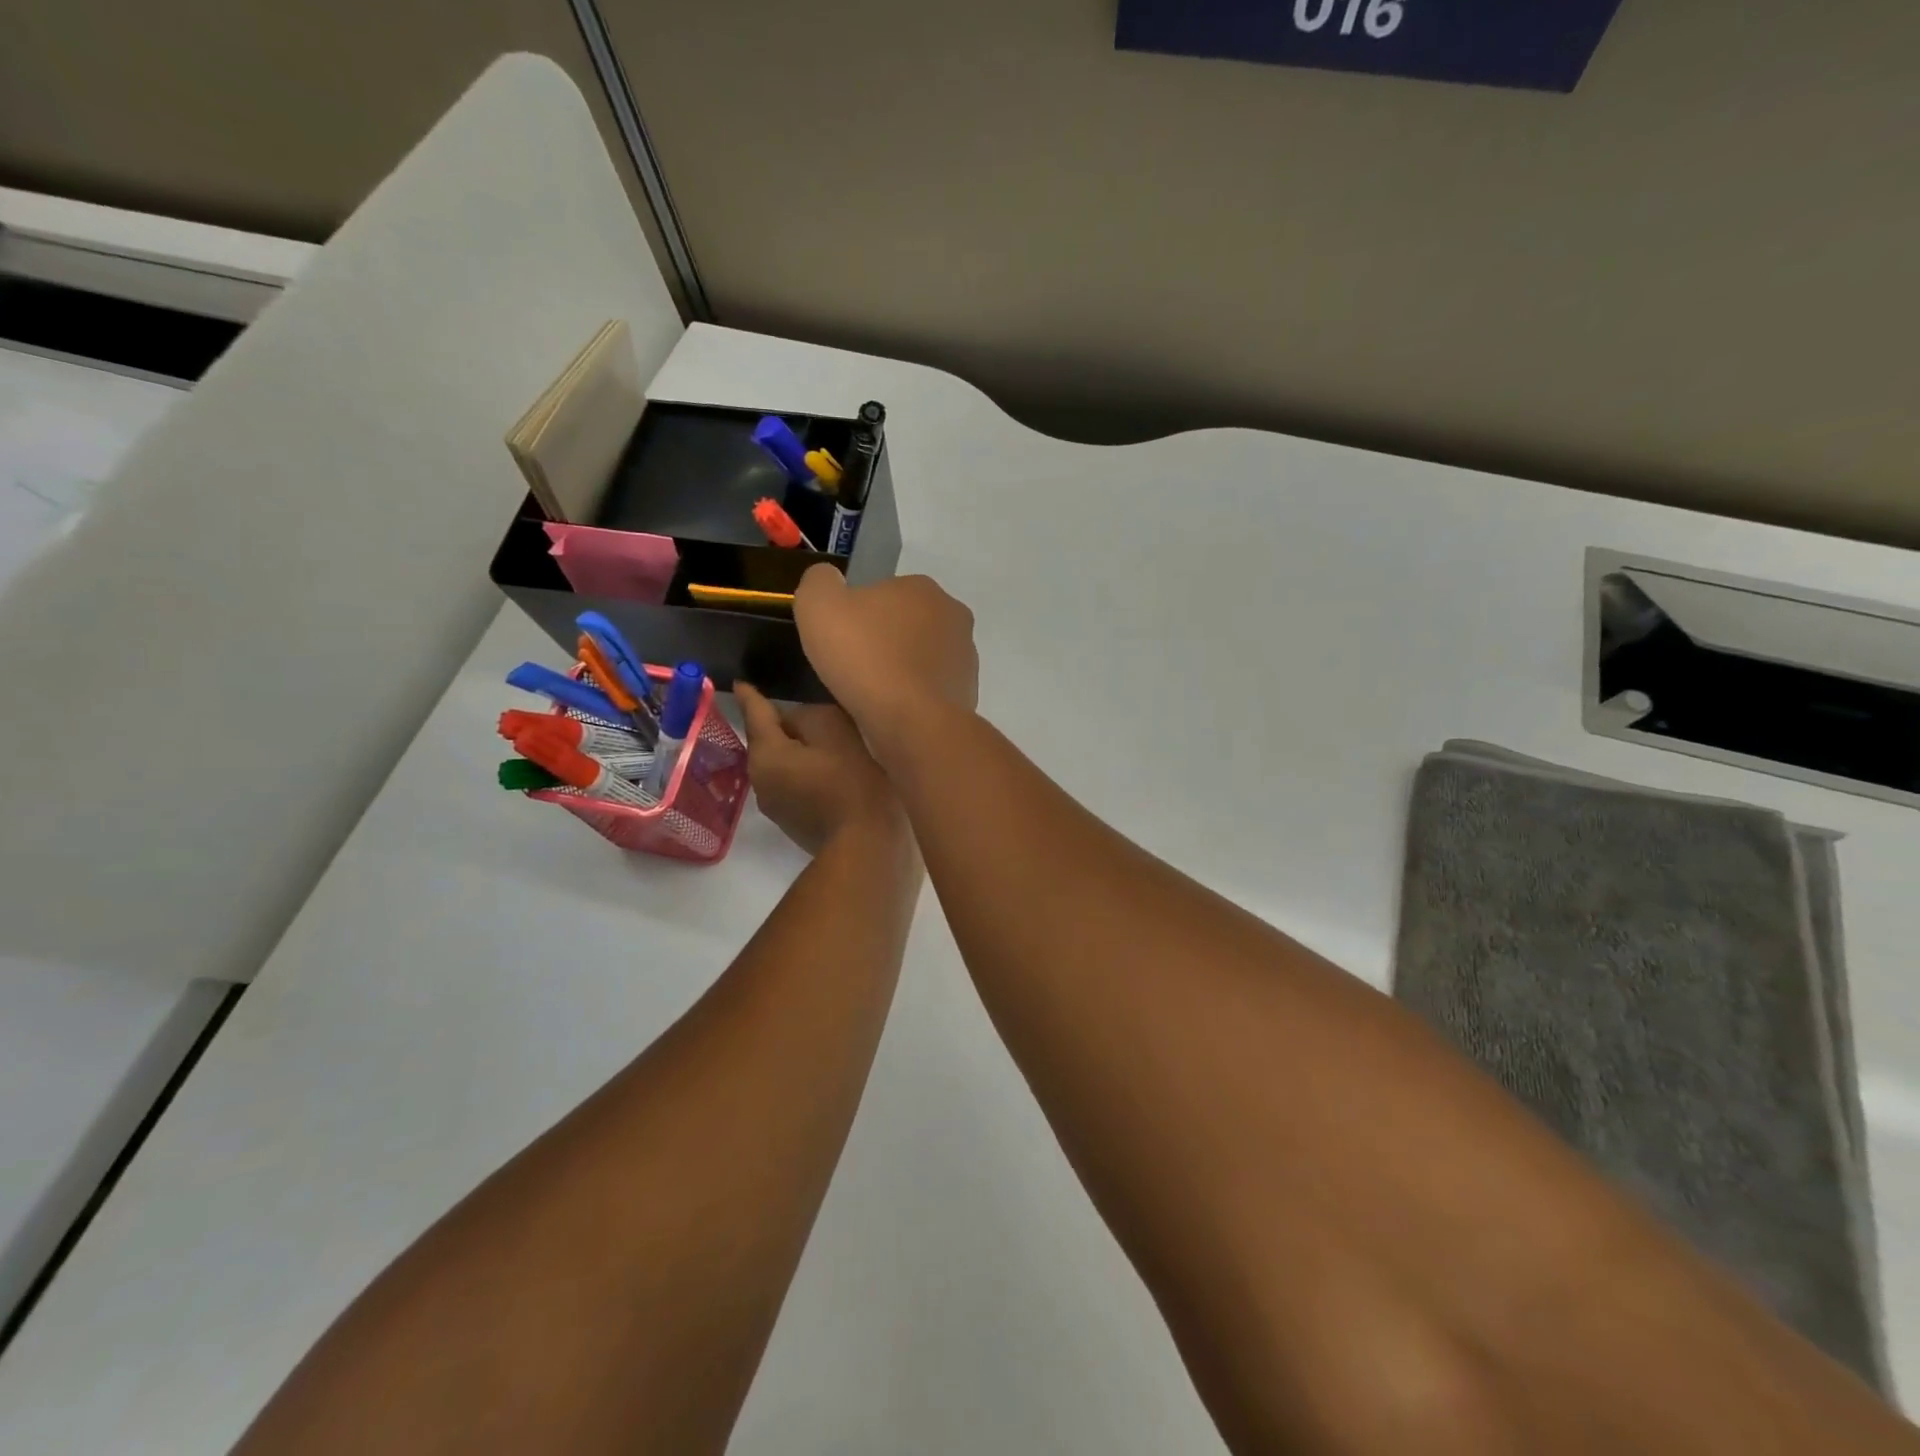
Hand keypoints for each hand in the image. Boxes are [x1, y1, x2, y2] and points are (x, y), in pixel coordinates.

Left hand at [736, 683, 904, 855]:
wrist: (864, 848)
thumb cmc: (850, 783)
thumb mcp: (837, 732)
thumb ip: (812, 715)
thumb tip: (798, 722)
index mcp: (766, 753)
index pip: (755, 713)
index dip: (751, 694)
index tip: (742, 681)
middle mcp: (760, 780)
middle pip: (770, 741)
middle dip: (784, 726)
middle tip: (811, 710)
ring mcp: (776, 806)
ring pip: (784, 764)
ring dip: (799, 752)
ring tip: (827, 743)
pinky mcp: (795, 824)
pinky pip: (796, 785)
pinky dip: (808, 774)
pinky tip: (833, 773)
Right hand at [793, 565, 978, 755]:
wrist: (912, 723)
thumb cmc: (865, 658)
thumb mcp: (819, 606)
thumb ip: (820, 582)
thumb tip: (829, 579)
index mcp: (922, 587)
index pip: (883, 593)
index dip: (857, 615)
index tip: (840, 640)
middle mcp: (953, 615)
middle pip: (905, 624)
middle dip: (882, 641)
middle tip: (852, 668)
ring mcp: (966, 657)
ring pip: (920, 658)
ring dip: (899, 670)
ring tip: (871, 695)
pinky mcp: (968, 693)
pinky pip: (930, 690)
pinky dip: (913, 697)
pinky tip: (893, 712)